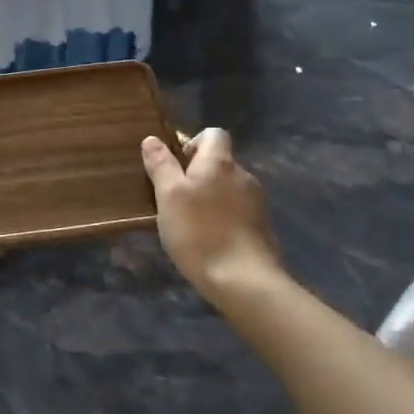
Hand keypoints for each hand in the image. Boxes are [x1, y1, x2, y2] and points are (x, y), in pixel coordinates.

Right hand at [141, 129, 280, 303]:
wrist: (243, 280)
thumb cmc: (198, 232)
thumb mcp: (168, 196)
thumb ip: (161, 165)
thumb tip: (152, 139)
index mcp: (220, 162)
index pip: (213, 134)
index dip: (194, 142)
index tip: (176, 164)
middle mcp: (243, 175)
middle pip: (220, 162)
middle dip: (199, 173)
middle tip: (175, 198)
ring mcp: (256, 202)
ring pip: (228, 188)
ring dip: (211, 197)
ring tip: (190, 222)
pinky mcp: (262, 227)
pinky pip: (238, 211)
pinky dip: (223, 217)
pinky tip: (209, 239)